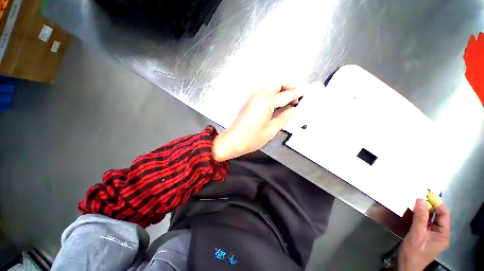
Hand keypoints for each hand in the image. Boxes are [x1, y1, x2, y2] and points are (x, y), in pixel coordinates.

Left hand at [212, 82, 305, 161]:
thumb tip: (292, 110)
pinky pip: (264, 92)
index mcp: (265, 101)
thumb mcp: (271, 130)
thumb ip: (284, 117)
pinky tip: (277, 103)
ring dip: (280, 88)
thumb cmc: (251, 138)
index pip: (286, 94)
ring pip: (269, 85)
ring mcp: (252, 97)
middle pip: (276, 82)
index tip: (308, 90)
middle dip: (288, 85)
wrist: (233, 141)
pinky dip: (273, 93)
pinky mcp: (249, 101)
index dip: (298, 92)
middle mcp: (258, 95)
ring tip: (288, 99)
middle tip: (296, 95)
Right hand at [398, 199, 450, 270]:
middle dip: (429, 206)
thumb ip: (420, 217)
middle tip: (418, 197)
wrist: (406, 266)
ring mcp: (433, 235)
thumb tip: (420, 200)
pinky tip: (412, 212)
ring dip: (423, 211)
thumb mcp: (416, 234)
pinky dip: (419, 216)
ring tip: (414, 202)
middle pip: (438, 216)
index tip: (426, 194)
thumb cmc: (413, 252)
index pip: (444, 214)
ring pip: (430, 219)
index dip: (437, 203)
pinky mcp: (425, 236)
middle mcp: (441, 233)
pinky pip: (424, 223)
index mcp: (443, 234)